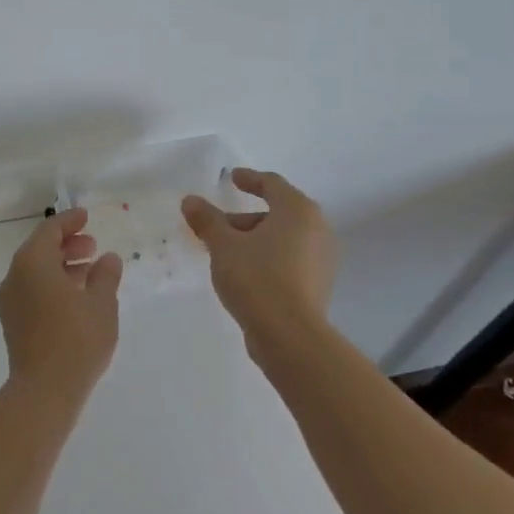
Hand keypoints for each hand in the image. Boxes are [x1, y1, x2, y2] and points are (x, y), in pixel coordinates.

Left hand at [0, 209, 122, 403]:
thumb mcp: (101, 304)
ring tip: (89, 271)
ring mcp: (10, 301)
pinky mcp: (12, 322)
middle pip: (39, 249)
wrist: (44, 391)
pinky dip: (52, 284)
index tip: (86, 217)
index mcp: (32, 263)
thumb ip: (105, 276)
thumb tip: (108, 259)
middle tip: (92, 246)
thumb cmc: (76, 340)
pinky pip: (32, 290)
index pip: (49, 230)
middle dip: (66, 244)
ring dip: (60, 266)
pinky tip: (75, 297)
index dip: (69, 221)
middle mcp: (15, 276)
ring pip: (35, 271)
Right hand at [182, 169, 335, 352]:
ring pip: (284, 238)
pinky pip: (290, 258)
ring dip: (255, 239)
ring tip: (225, 252)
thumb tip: (190, 200)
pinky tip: (244, 272)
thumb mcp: (224, 246)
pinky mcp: (319, 284)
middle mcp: (317, 229)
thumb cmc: (257, 278)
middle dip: (245, 217)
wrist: (290, 336)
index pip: (272, 184)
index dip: (250, 179)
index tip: (232, 178)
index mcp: (298, 210)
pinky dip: (268, 257)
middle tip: (217, 224)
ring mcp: (322, 258)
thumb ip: (207, 220)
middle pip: (278, 212)